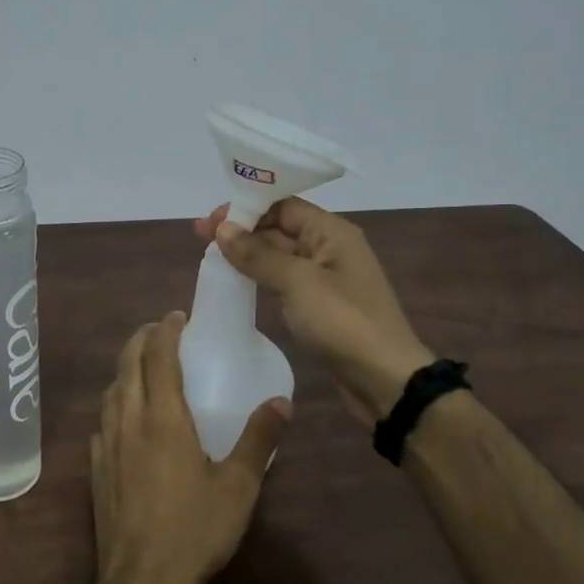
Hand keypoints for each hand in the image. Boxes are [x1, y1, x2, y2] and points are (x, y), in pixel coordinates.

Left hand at [90, 312, 289, 583]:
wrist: (141, 582)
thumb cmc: (194, 530)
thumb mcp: (239, 486)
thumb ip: (259, 439)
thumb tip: (282, 401)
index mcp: (164, 419)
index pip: (158, 357)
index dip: (165, 330)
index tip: (177, 316)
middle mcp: (129, 421)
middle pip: (127, 365)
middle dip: (140, 339)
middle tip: (160, 331)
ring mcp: (107, 445)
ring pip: (110, 391)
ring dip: (125, 369)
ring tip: (143, 367)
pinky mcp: (96, 469)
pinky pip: (102, 421)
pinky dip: (114, 403)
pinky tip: (125, 418)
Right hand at [196, 198, 432, 426]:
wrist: (383, 378)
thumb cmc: (342, 322)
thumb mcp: (297, 282)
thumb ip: (257, 254)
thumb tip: (222, 229)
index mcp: (332, 232)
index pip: (283, 205)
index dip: (245, 208)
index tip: (210, 220)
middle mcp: (330, 248)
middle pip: (281, 228)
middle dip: (243, 230)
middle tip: (200, 237)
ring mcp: (326, 279)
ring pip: (281, 256)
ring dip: (249, 254)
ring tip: (212, 257)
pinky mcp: (321, 306)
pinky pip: (285, 281)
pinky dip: (261, 277)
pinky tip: (238, 282)